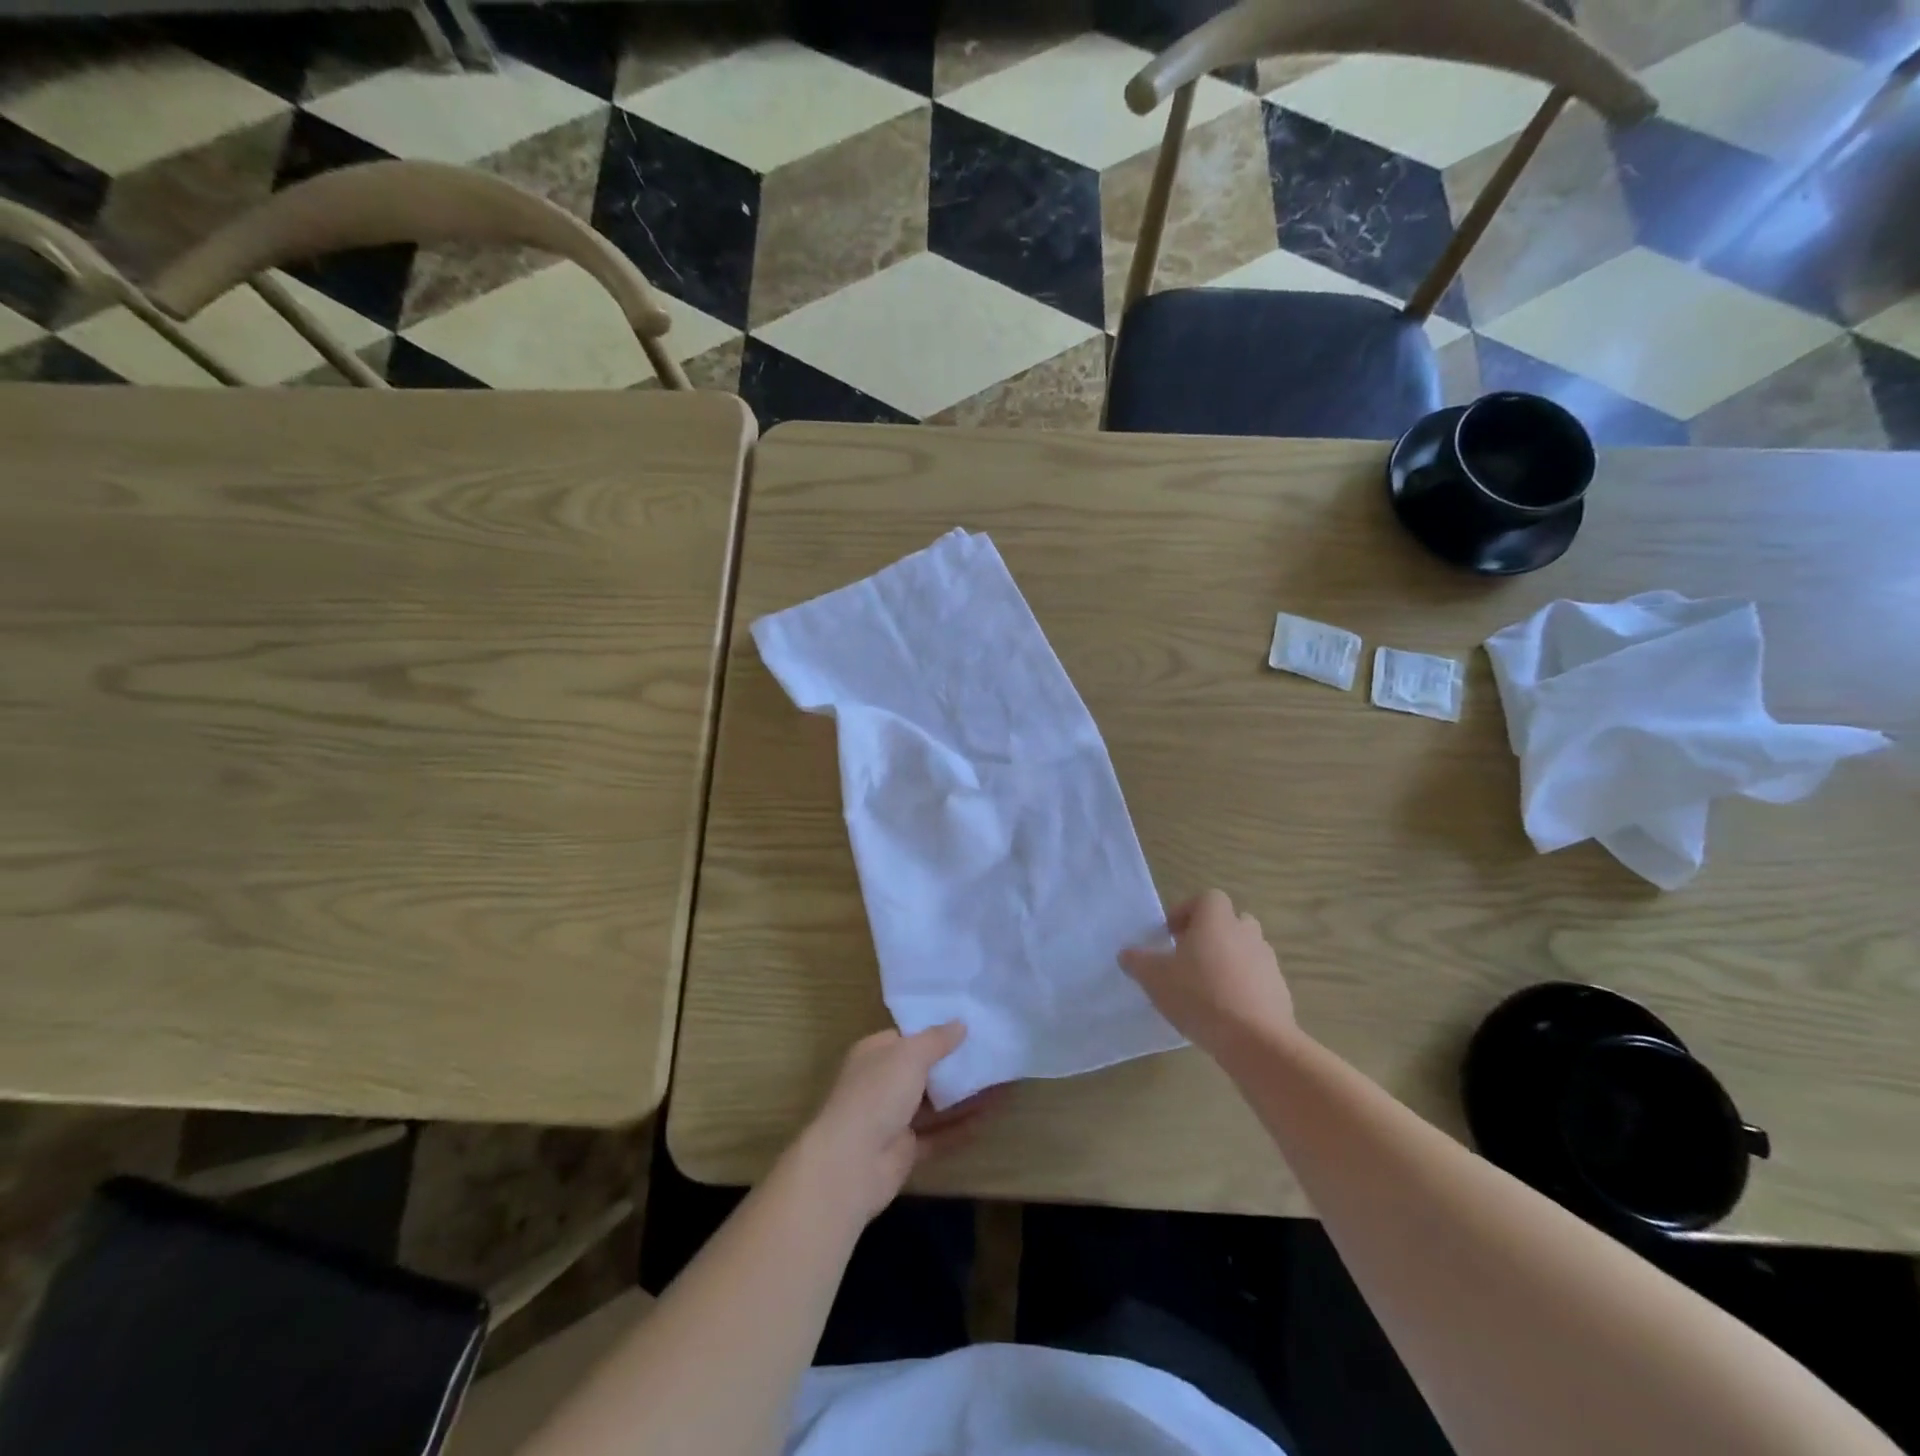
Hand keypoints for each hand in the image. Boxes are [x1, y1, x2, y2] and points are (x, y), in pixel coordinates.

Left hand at [796, 1023, 994, 1221]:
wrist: (852, 1163)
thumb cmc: (877, 1094)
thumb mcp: (909, 1055)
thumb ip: (936, 1039)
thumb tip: (960, 1023)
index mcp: (875, 1054)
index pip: (907, 1037)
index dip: (935, 1032)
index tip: (968, 1026)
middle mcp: (882, 1083)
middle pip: (923, 1070)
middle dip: (954, 1064)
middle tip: (991, 1054)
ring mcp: (893, 1118)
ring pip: (934, 1103)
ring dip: (964, 1096)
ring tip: (1000, 1083)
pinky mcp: (905, 1150)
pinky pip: (938, 1134)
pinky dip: (961, 1127)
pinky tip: (989, 1117)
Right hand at [1120, 889, 1294, 1054]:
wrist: (1256, 1040)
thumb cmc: (1200, 996)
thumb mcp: (1155, 978)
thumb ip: (1138, 962)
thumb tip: (1126, 954)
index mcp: (1216, 920)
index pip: (1207, 898)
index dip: (1187, 912)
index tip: (1171, 936)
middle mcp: (1245, 932)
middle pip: (1230, 921)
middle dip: (1210, 935)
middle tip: (1189, 958)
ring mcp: (1267, 961)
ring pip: (1245, 950)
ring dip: (1228, 961)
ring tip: (1207, 988)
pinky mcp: (1280, 990)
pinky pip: (1257, 979)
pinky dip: (1243, 987)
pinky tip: (1226, 1011)